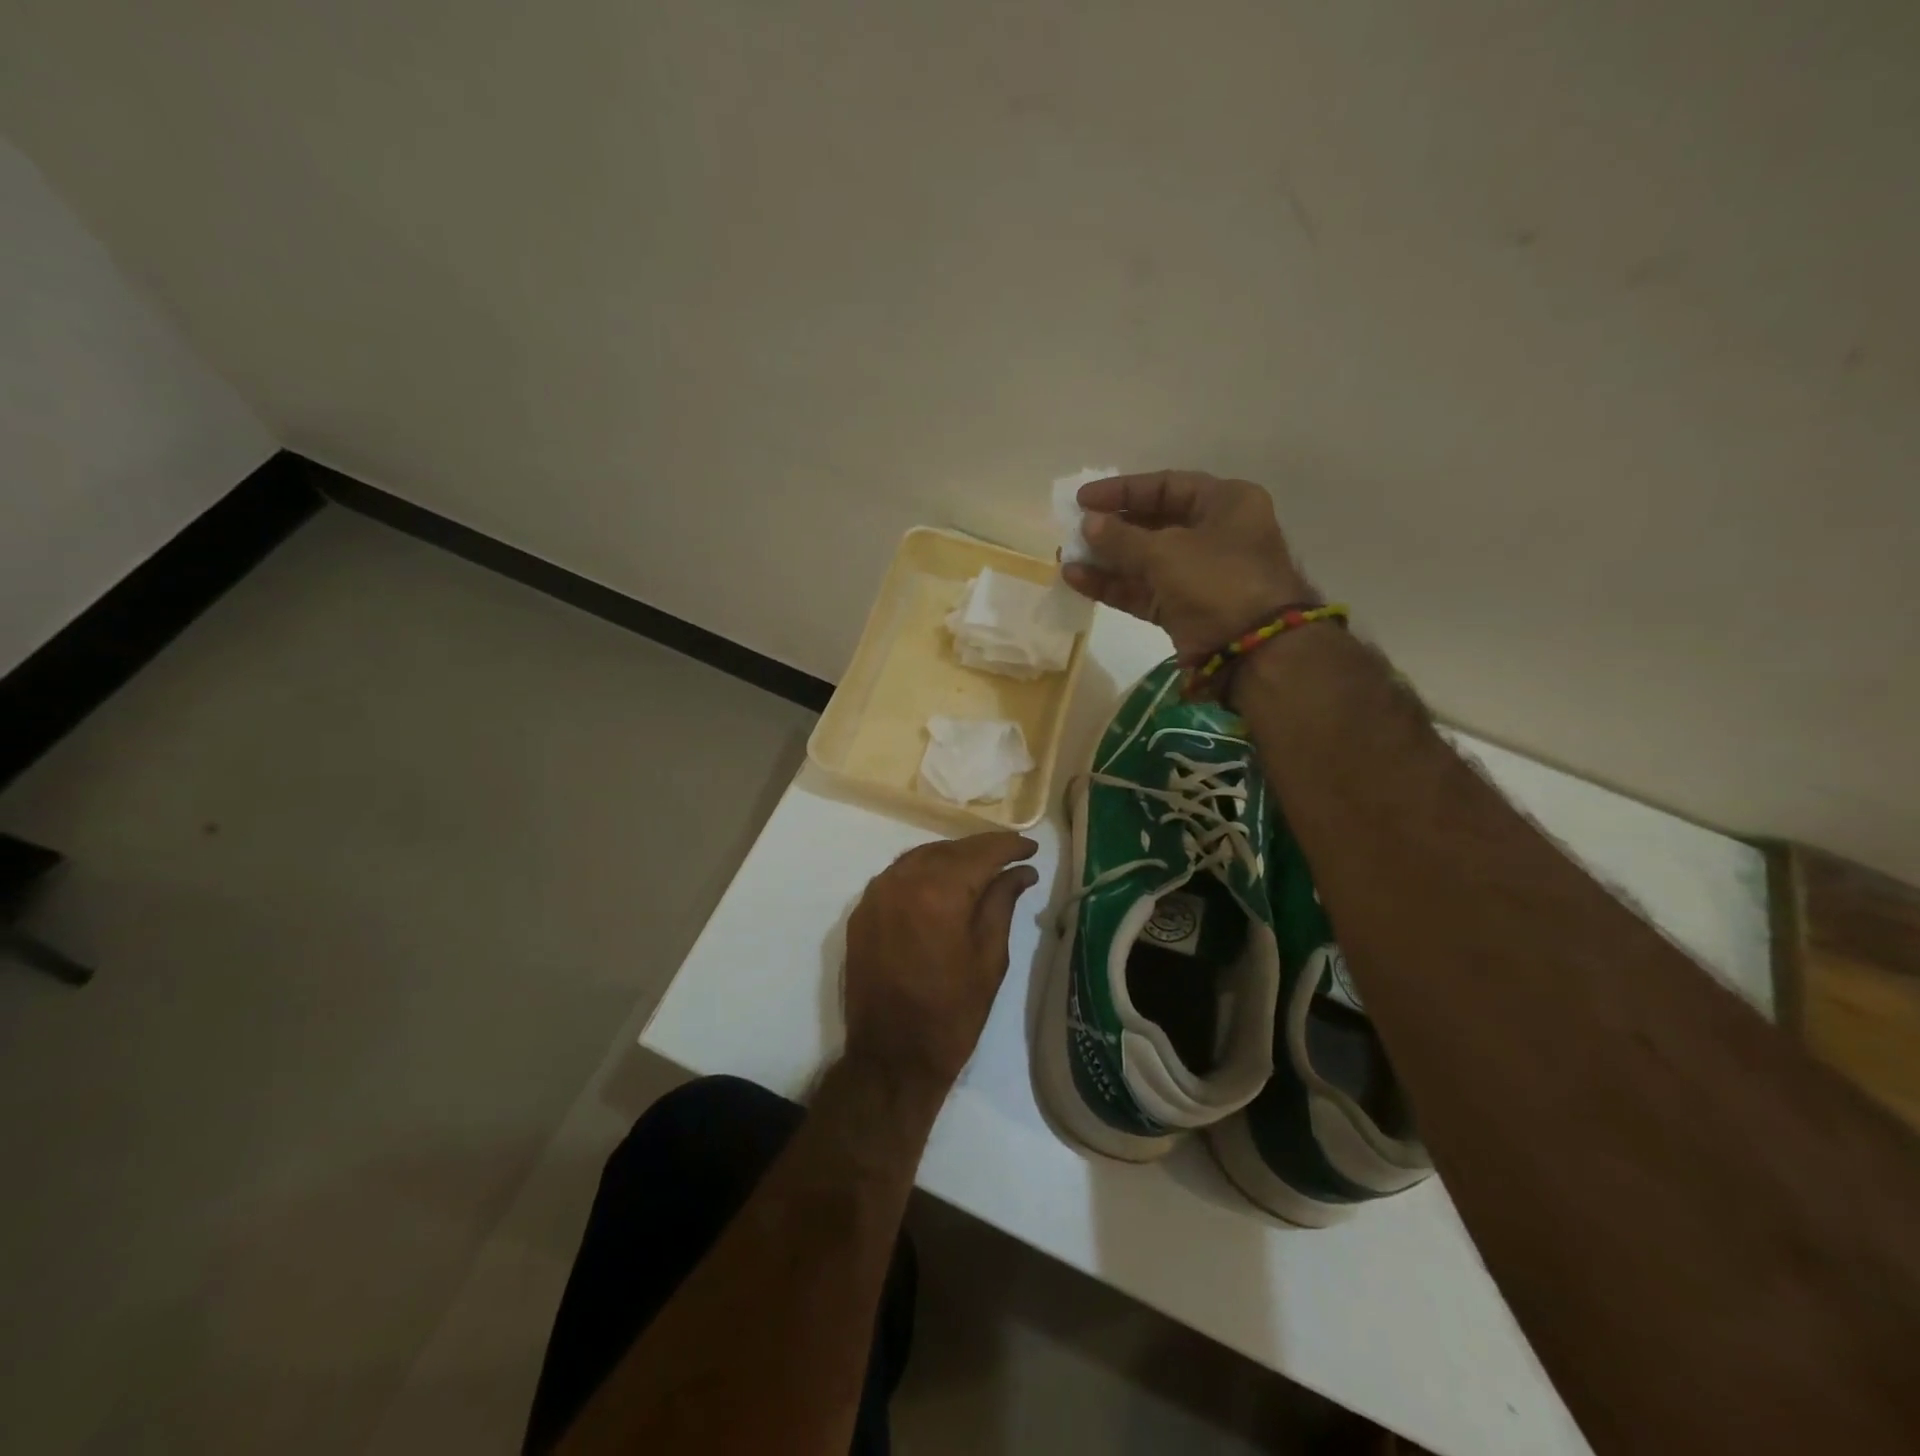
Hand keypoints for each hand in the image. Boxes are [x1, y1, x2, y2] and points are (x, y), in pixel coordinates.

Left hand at [843, 831, 1039, 1095]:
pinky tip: (942, 884)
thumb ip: (1002, 903)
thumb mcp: (990, 958)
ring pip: (920, 857)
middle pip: (949, 849)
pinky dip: (923, 872)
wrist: (891, 1057)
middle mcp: (902, 881)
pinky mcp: (862, 912)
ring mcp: (876, 894)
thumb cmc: (953, 1013)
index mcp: (939, 892)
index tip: (1031, 848)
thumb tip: (1020, 872)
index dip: (1009, 846)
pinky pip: (897, 876)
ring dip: (952, 857)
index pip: (981, 853)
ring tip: (980, 868)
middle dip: (981, 849)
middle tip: (1011, 856)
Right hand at [1062, 471, 1314, 659]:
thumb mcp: (1166, 551)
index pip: (1166, 486)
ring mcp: (1197, 575)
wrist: (1253, 649)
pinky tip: (1076, 580)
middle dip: (1111, 528)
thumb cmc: (1218, 581)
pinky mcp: (1182, 608)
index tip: (1083, 500)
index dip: (1123, 491)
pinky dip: (1112, 586)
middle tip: (1073, 529)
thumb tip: (1088, 524)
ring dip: (1105, 559)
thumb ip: (1121, 537)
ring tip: (1065, 557)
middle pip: (1153, 523)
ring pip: (1143, 561)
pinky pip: (1141, 590)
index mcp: (1225, 503)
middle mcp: (1213, 534)